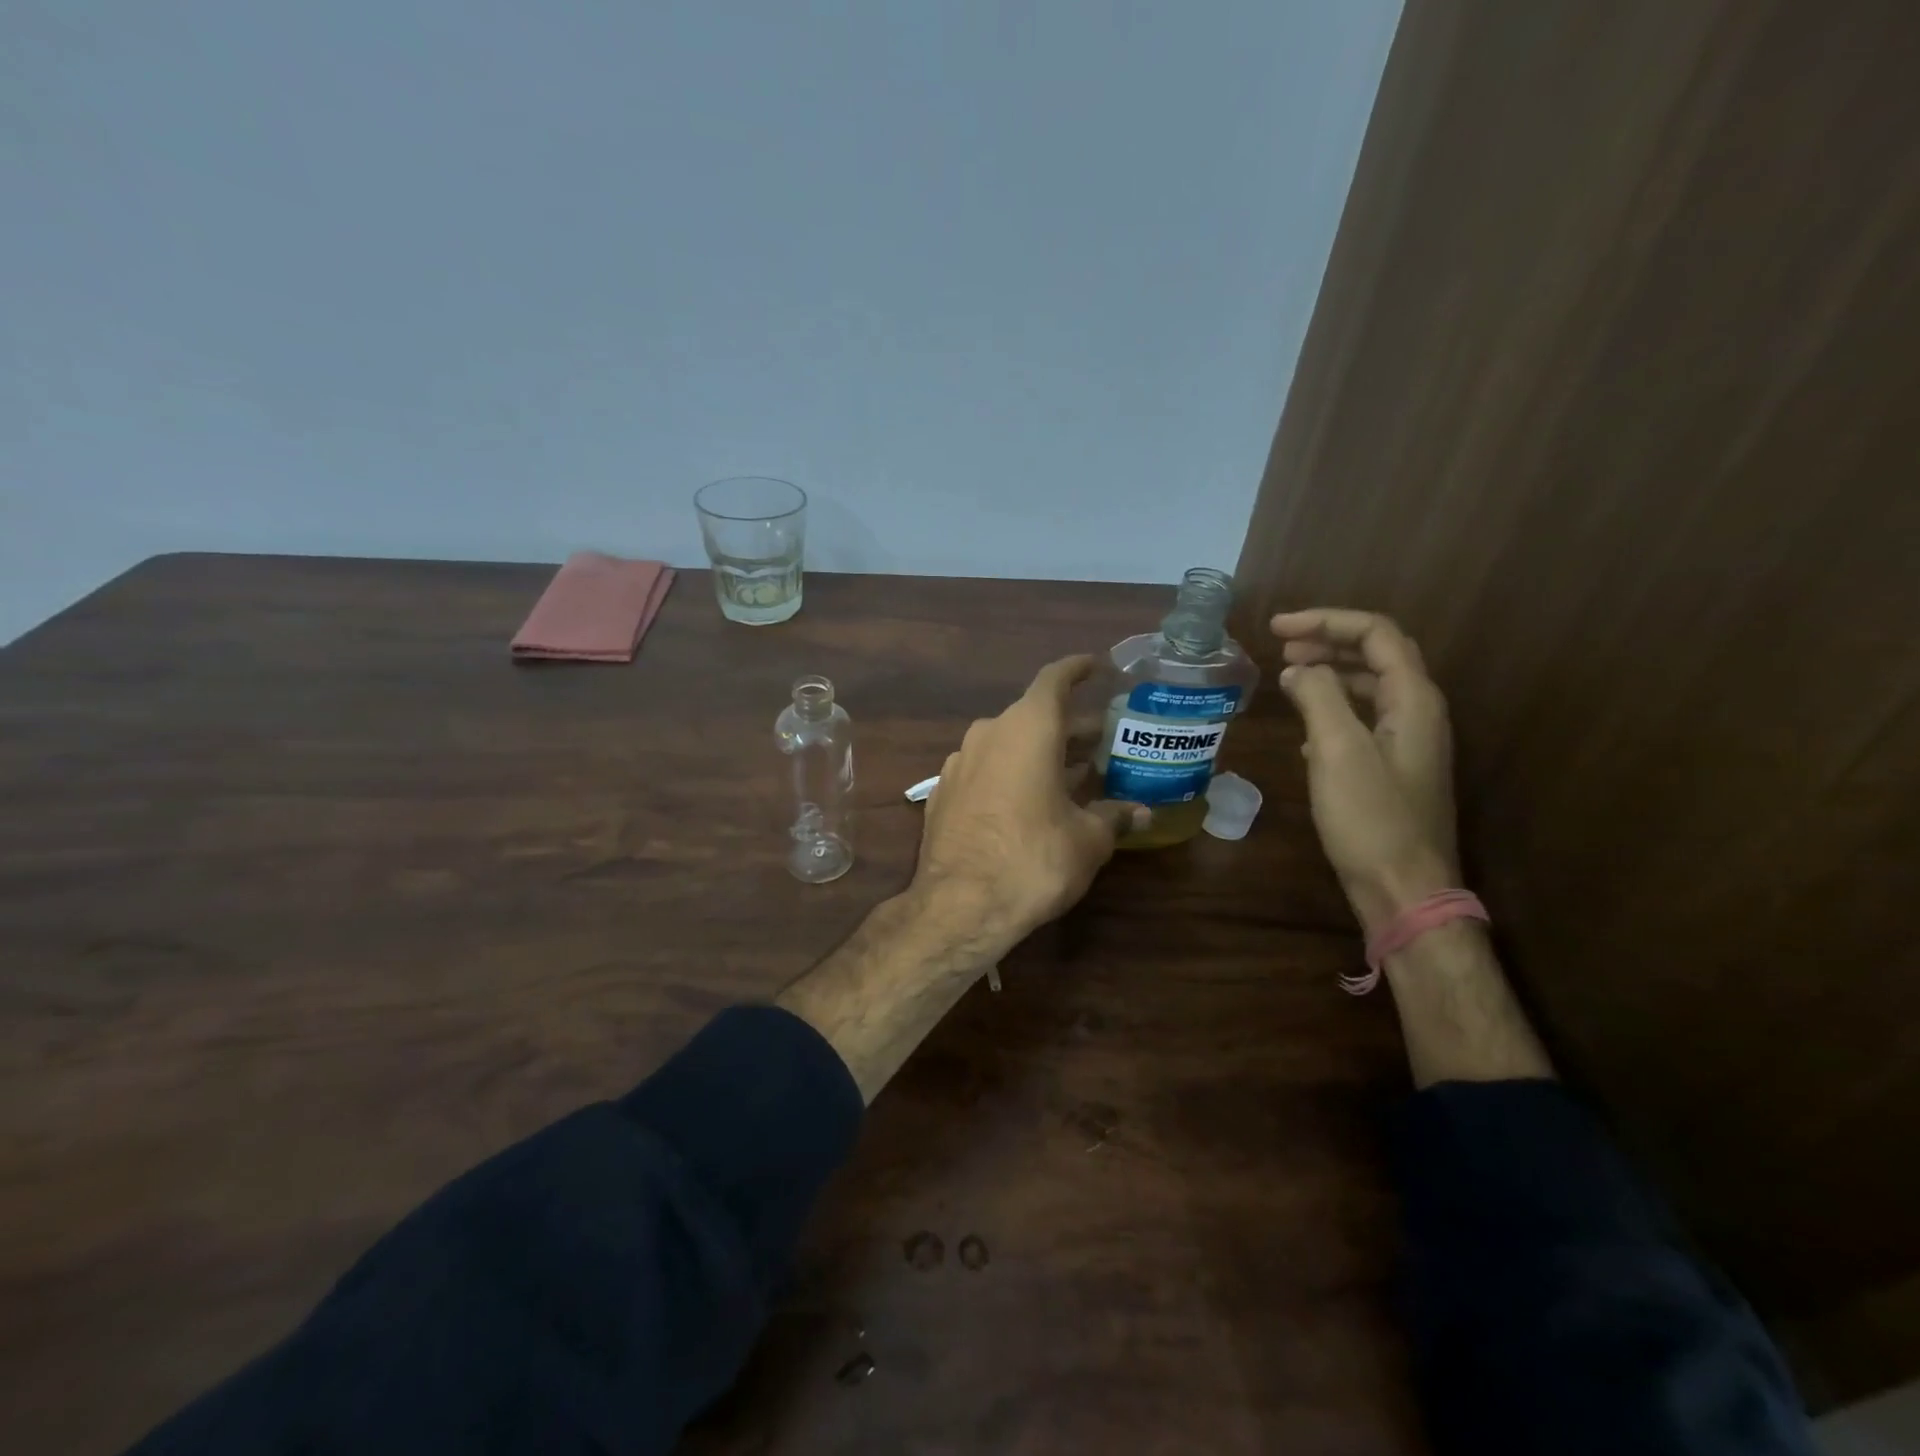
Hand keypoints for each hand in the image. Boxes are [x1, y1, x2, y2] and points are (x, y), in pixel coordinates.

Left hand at [912, 655, 1146, 955]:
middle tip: (1103, 740)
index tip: (1096, 666)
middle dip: (1070, 727)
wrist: (960, 906)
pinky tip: (1029, 802)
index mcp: (1027, 728)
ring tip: (1073, 773)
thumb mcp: (1087, 840)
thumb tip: (1141, 813)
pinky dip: (1011, 774)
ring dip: (1040, 753)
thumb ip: (1114, 817)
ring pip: (1008, 743)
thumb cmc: (1034, 860)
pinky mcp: (942, 793)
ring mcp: (959, 762)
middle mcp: (989, 733)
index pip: (1054, 679)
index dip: (1077, 669)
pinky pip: (986, 770)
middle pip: (1034, 716)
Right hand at [1271, 609, 1459, 934]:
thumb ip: (1318, 697)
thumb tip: (1297, 670)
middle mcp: (1419, 713)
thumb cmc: (1370, 818)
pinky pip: (1364, 720)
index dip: (1326, 621)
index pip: (1376, 634)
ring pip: (1371, 688)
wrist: (1403, 890)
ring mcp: (1409, 744)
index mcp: (1414, 700)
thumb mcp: (1337, 750)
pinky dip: (1333, 709)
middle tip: (1281, 646)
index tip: (1276, 629)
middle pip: (1378, 655)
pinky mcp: (1394, 770)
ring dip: (1331, 674)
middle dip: (1329, 641)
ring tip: (1289, 676)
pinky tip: (1304, 727)